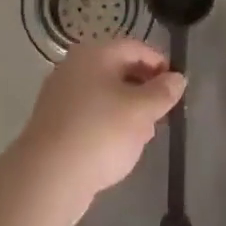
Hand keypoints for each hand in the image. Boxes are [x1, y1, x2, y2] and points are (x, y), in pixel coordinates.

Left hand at [17, 38, 185, 225]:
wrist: (47, 177)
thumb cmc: (100, 133)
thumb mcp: (141, 111)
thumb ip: (163, 92)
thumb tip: (177, 78)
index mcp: (94, 54)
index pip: (135, 48)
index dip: (160, 64)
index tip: (177, 87)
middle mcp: (74, 67)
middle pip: (118, 69)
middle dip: (144, 89)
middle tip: (163, 112)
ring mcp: (60, 95)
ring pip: (104, 94)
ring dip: (128, 109)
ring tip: (144, 135)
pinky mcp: (54, 123)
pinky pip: (89, 115)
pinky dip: (107, 124)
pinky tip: (118, 148)